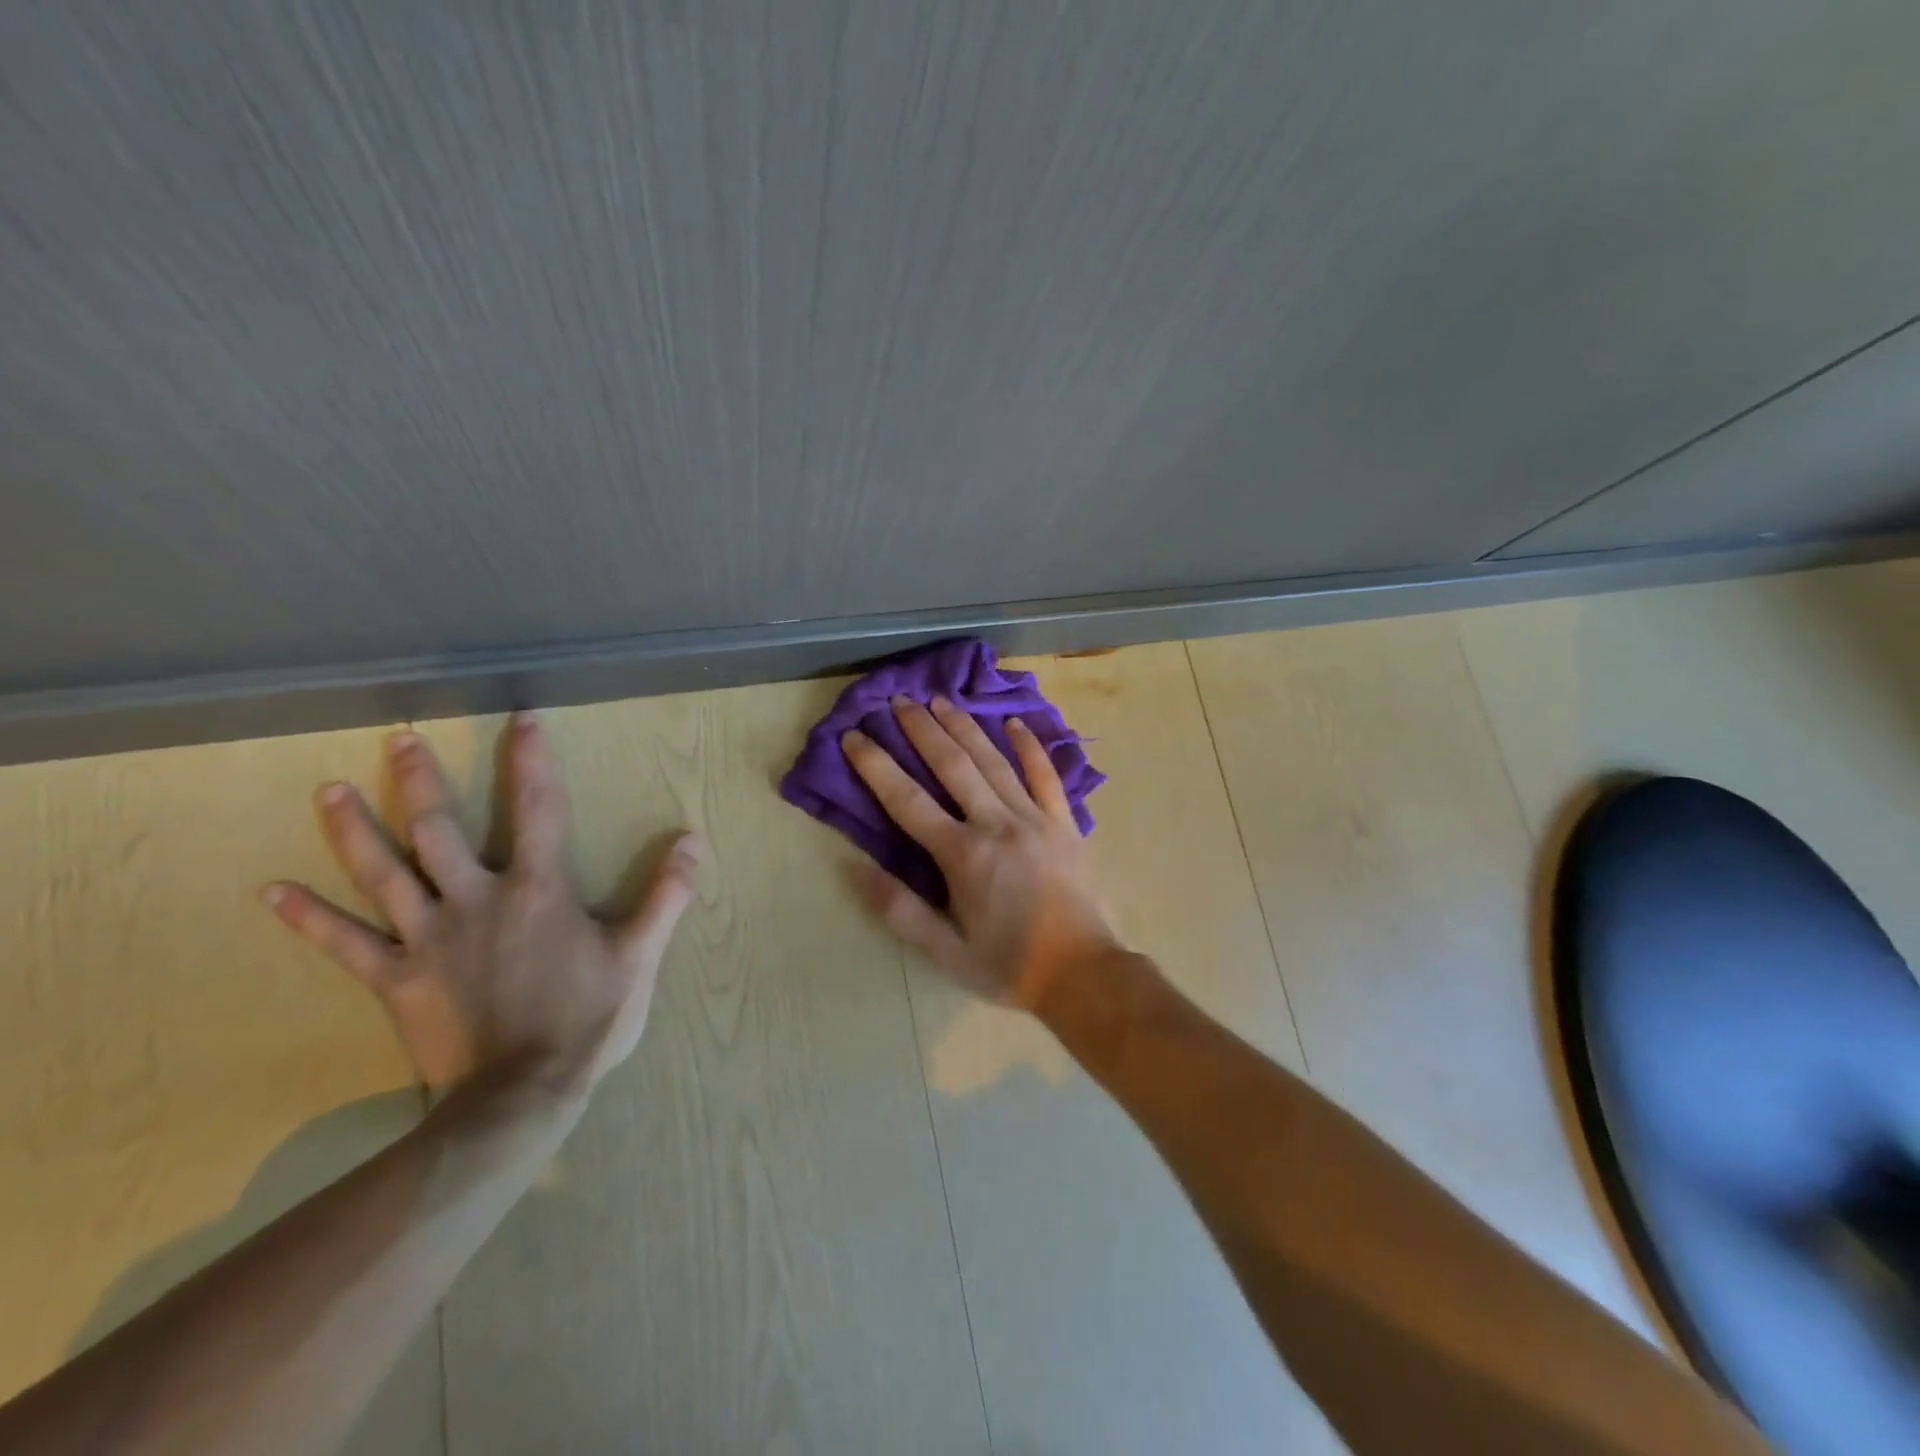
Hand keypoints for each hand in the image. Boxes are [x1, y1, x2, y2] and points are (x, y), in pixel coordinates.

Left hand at [265, 713, 700, 1094]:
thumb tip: (693, 840)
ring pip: (384, 874)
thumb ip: (667, 895)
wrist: (520, 1097)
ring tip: (327, 791)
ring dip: (355, 830)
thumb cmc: (588, 1020)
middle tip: (398, 737)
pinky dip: (310, 918)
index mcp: (538, 890)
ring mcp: (428, 938)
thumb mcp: (641, 955)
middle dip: (420, 780)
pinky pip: (347, 944)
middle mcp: (476, 900)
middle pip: (440, 828)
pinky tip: (273, 892)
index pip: (539, 808)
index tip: (523, 718)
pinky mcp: (397, 979)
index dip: (533, 759)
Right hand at [840, 695, 1122, 1009]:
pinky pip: (1046, 776)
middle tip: (899, 700)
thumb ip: (899, 909)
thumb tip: (854, 866)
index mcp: (963, 856)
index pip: (908, 801)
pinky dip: (1030, 747)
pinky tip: (1015, 723)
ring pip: (994, 762)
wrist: (1084, 975)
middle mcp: (998, 825)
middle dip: (922, 730)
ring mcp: (1036, 819)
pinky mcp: (1064, 823)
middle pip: (953, 766)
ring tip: (941, 700)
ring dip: (965, 728)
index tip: (854, 737)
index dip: (876, 766)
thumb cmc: (1009, 967)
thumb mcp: (945, 952)